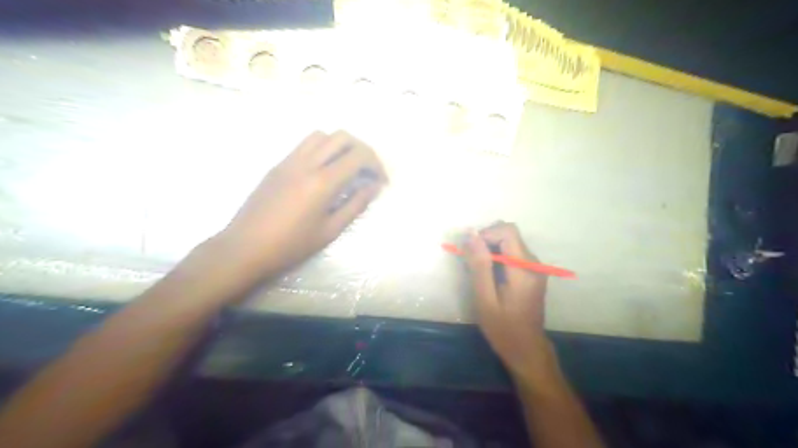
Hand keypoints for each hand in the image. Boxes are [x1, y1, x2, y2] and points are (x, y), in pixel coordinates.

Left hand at [216, 128, 385, 276]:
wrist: (245, 247)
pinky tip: (324, 170)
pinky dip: (323, 148)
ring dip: (341, 145)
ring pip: (322, 135)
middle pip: (342, 137)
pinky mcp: (278, 164)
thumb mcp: (330, 230)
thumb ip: (355, 205)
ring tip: (347, 167)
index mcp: (322, 182)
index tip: (381, 181)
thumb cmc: (291, 245)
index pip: (358, 156)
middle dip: (362, 150)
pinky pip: (305, 144)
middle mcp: (307, 163)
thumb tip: (373, 187)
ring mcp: (289, 160)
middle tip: (368, 171)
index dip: (376, 165)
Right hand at [462, 222, 556, 378]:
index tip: (470, 252)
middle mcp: (534, 263)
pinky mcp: (532, 272)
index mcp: (524, 269)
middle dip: (486, 241)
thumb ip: (479, 265)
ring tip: (477, 271)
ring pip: (510, 241)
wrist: (527, 350)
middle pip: (509, 234)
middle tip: (470, 262)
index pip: (507, 231)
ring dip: (490, 249)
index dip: (485, 234)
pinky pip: (512, 252)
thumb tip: (470, 234)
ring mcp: (535, 267)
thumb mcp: (485, 299)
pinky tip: (488, 275)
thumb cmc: (503, 329)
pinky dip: (497, 256)